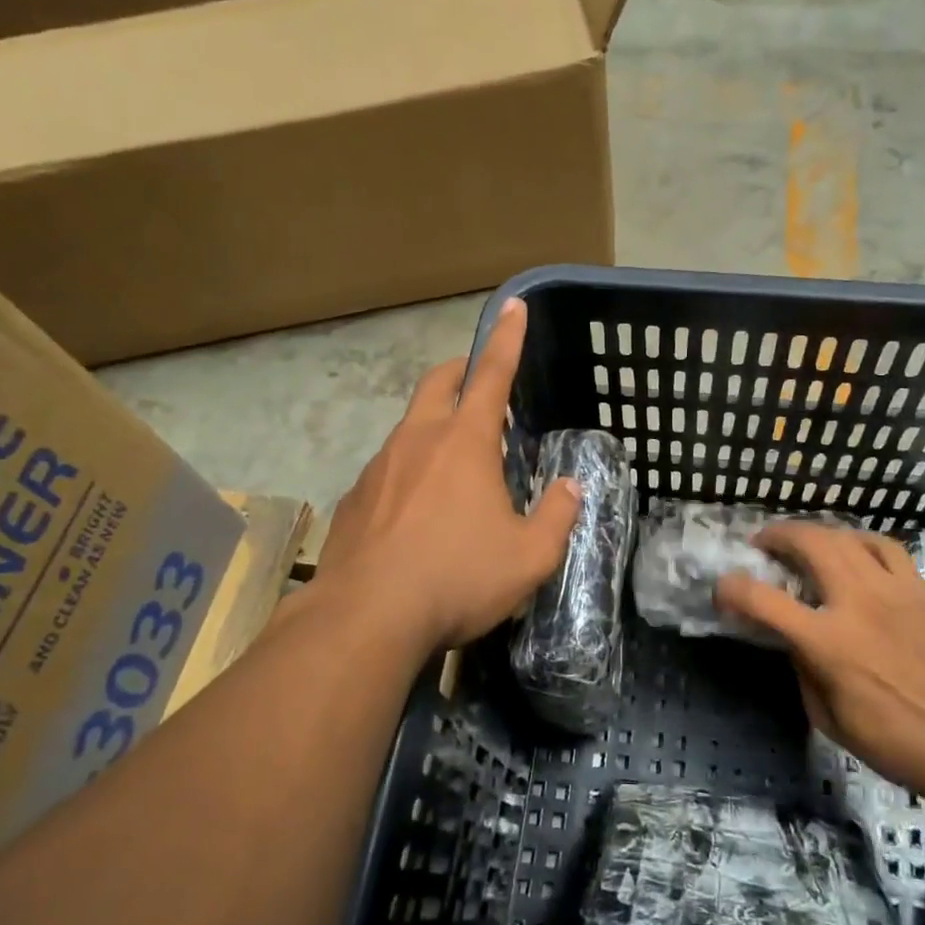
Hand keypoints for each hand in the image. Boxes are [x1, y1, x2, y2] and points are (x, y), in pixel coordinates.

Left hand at [320, 298, 581, 650]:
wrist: (366, 618)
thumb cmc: (458, 578)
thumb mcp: (530, 557)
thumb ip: (557, 516)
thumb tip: (570, 487)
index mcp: (465, 442)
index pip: (492, 374)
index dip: (507, 337)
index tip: (513, 305)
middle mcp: (418, 441)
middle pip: (438, 383)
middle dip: (461, 370)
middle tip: (479, 378)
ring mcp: (379, 467)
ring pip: (409, 426)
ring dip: (434, 425)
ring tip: (455, 462)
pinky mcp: (354, 499)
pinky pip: (388, 469)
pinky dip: (409, 471)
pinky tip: (417, 512)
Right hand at [715, 524, 924, 799]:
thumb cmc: (889, 740)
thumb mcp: (826, 715)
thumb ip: (802, 666)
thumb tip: (791, 636)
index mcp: (827, 642)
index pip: (764, 600)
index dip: (732, 589)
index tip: (722, 589)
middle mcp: (856, 603)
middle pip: (808, 545)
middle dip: (776, 536)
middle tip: (762, 544)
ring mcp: (892, 591)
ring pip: (844, 537)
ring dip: (814, 532)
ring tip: (802, 542)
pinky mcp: (918, 590)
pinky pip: (886, 546)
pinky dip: (859, 539)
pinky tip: (852, 549)